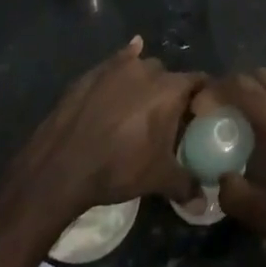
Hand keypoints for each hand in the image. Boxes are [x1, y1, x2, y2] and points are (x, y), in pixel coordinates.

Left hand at [16, 37, 202, 220]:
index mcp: (170, 90)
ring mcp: (117, 67)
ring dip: (145, 82)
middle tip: (167, 119)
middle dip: (171, 93)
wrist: (61, 165)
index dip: (203, 96)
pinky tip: (122, 69)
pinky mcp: (92, 72)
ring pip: (141, 68)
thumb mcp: (158, 179)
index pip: (199, 82)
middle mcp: (147, 69)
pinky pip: (116, 62)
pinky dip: (123, 64)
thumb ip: (186, 186)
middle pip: (169, 76)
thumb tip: (203, 204)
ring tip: (139, 107)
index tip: (201, 113)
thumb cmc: (118, 167)